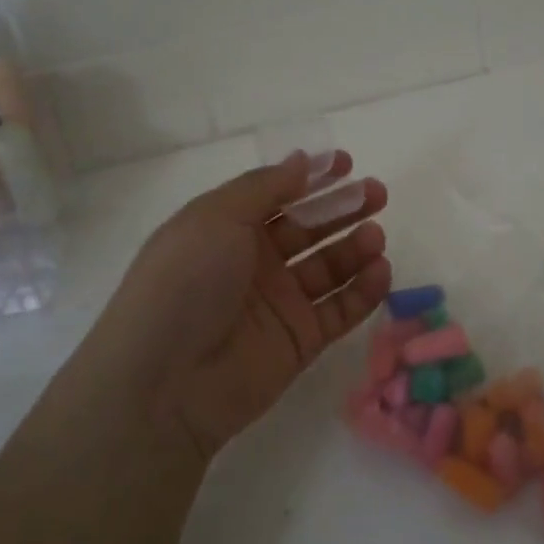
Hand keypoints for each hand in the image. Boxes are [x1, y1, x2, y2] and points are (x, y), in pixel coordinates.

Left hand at [99, 152, 391, 460]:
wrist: (164, 384)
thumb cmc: (185, 283)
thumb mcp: (217, 218)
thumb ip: (266, 187)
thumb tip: (302, 160)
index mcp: (227, 229)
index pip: (278, 195)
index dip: (312, 178)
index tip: (346, 163)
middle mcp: (255, 262)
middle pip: (309, 229)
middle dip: (343, 208)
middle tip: (377, 194)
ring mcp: (279, 303)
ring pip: (329, 268)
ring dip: (355, 248)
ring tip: (375, 237)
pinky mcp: (300, 341)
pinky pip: (340, 310)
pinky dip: (363, 291)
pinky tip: (380, 271)